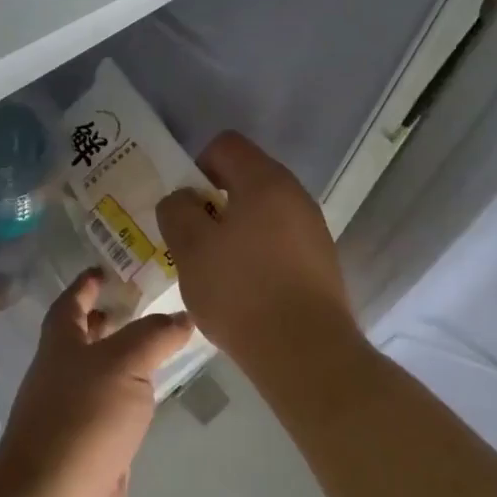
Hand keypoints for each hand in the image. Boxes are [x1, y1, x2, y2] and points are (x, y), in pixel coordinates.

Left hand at [0, 270, 193, 496]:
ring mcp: (76, 414)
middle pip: (83, 338)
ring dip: (122, 358)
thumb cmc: (82, 417)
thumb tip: (182, 317)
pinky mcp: (93, 448)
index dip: (85, 284)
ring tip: (159, 344)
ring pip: (102, 375)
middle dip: (105, 319)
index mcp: (60, 345)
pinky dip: (132, 397)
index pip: (70, 303)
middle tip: (140, 304)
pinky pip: (115, 411)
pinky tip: (155, 395)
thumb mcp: (123, 363)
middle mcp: (63, 374)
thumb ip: (154, 336)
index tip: (103, 269)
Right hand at [156, 131, 357, 372]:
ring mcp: (313, 229)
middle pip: (245, 178)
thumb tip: (183, 200)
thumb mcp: (190, 248)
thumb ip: (177, 211)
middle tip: (191, 239)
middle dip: (212, 202)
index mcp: (265, 181)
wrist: (305, 352)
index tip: (184, 205)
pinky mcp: (320, 262)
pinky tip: (243, 289)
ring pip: (261, 213)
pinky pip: (278, 241)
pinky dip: (255, 253)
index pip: (226, 145)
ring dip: (233, 230)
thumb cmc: (241, 291)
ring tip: (214, 269)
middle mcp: (295, 195)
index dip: (196, 165)